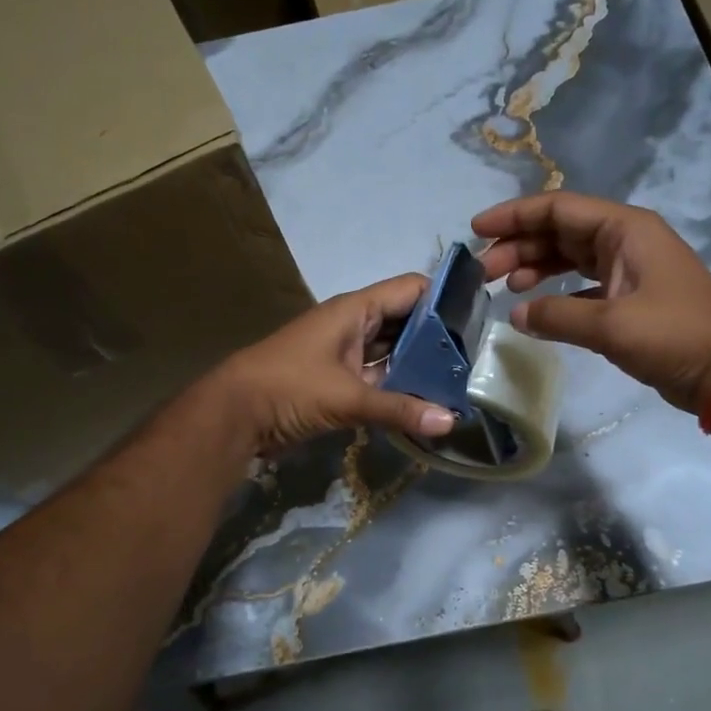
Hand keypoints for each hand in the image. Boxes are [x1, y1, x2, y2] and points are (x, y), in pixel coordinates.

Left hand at [214, 275, 456, 455]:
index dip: (444, 298)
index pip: (411, 289)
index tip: (477, 318)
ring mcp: (346, 355)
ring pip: (393, 352)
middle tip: (476, 359)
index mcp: (354, 310)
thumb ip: (399, 409)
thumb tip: (451, 421)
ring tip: (460, 381)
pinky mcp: (339, 382)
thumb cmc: (288, 388)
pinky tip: (428, 402)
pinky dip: (400, 388)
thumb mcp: (346, 397)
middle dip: (437, 339)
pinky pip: (380, 378)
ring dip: (420, 366)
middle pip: (406, 322)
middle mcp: (353, 326)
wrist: (233, 416)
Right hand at [474, 192, 710, 414]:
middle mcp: (626, 241)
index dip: (514, 216)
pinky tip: (535, 309)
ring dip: (536, 267)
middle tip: (484, 271)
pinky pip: (583, 285)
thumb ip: (557, 315)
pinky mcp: (631, 299)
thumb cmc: (675, 336)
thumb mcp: (611, 325)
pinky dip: (557, 293)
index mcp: (625, 229)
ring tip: (503, 286)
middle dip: (519, 245)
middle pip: (560, 231)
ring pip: (570, 257)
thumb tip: (516, 314)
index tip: (476, 230)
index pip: (558, 208)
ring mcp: (630, 270)